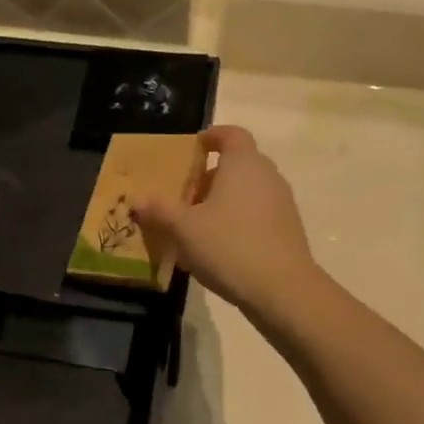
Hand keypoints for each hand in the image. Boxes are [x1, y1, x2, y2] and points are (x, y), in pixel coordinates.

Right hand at [130, 125, 320, 318]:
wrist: (282, 290)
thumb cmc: (229, 246)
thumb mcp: (184, 228)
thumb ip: (159, 210)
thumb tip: (136, 199)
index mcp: (243, 164)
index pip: (231, 134)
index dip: (212, 136)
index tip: (193, 147)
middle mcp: (267, 176)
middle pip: (238, 164)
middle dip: (210, 176)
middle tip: (184, 194)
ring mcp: (282, 203)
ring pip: (247, 191)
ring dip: (222, 201)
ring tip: (196, 224)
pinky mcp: (288, 229)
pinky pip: (257, 214)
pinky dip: (237, 220)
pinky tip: (218, 247)